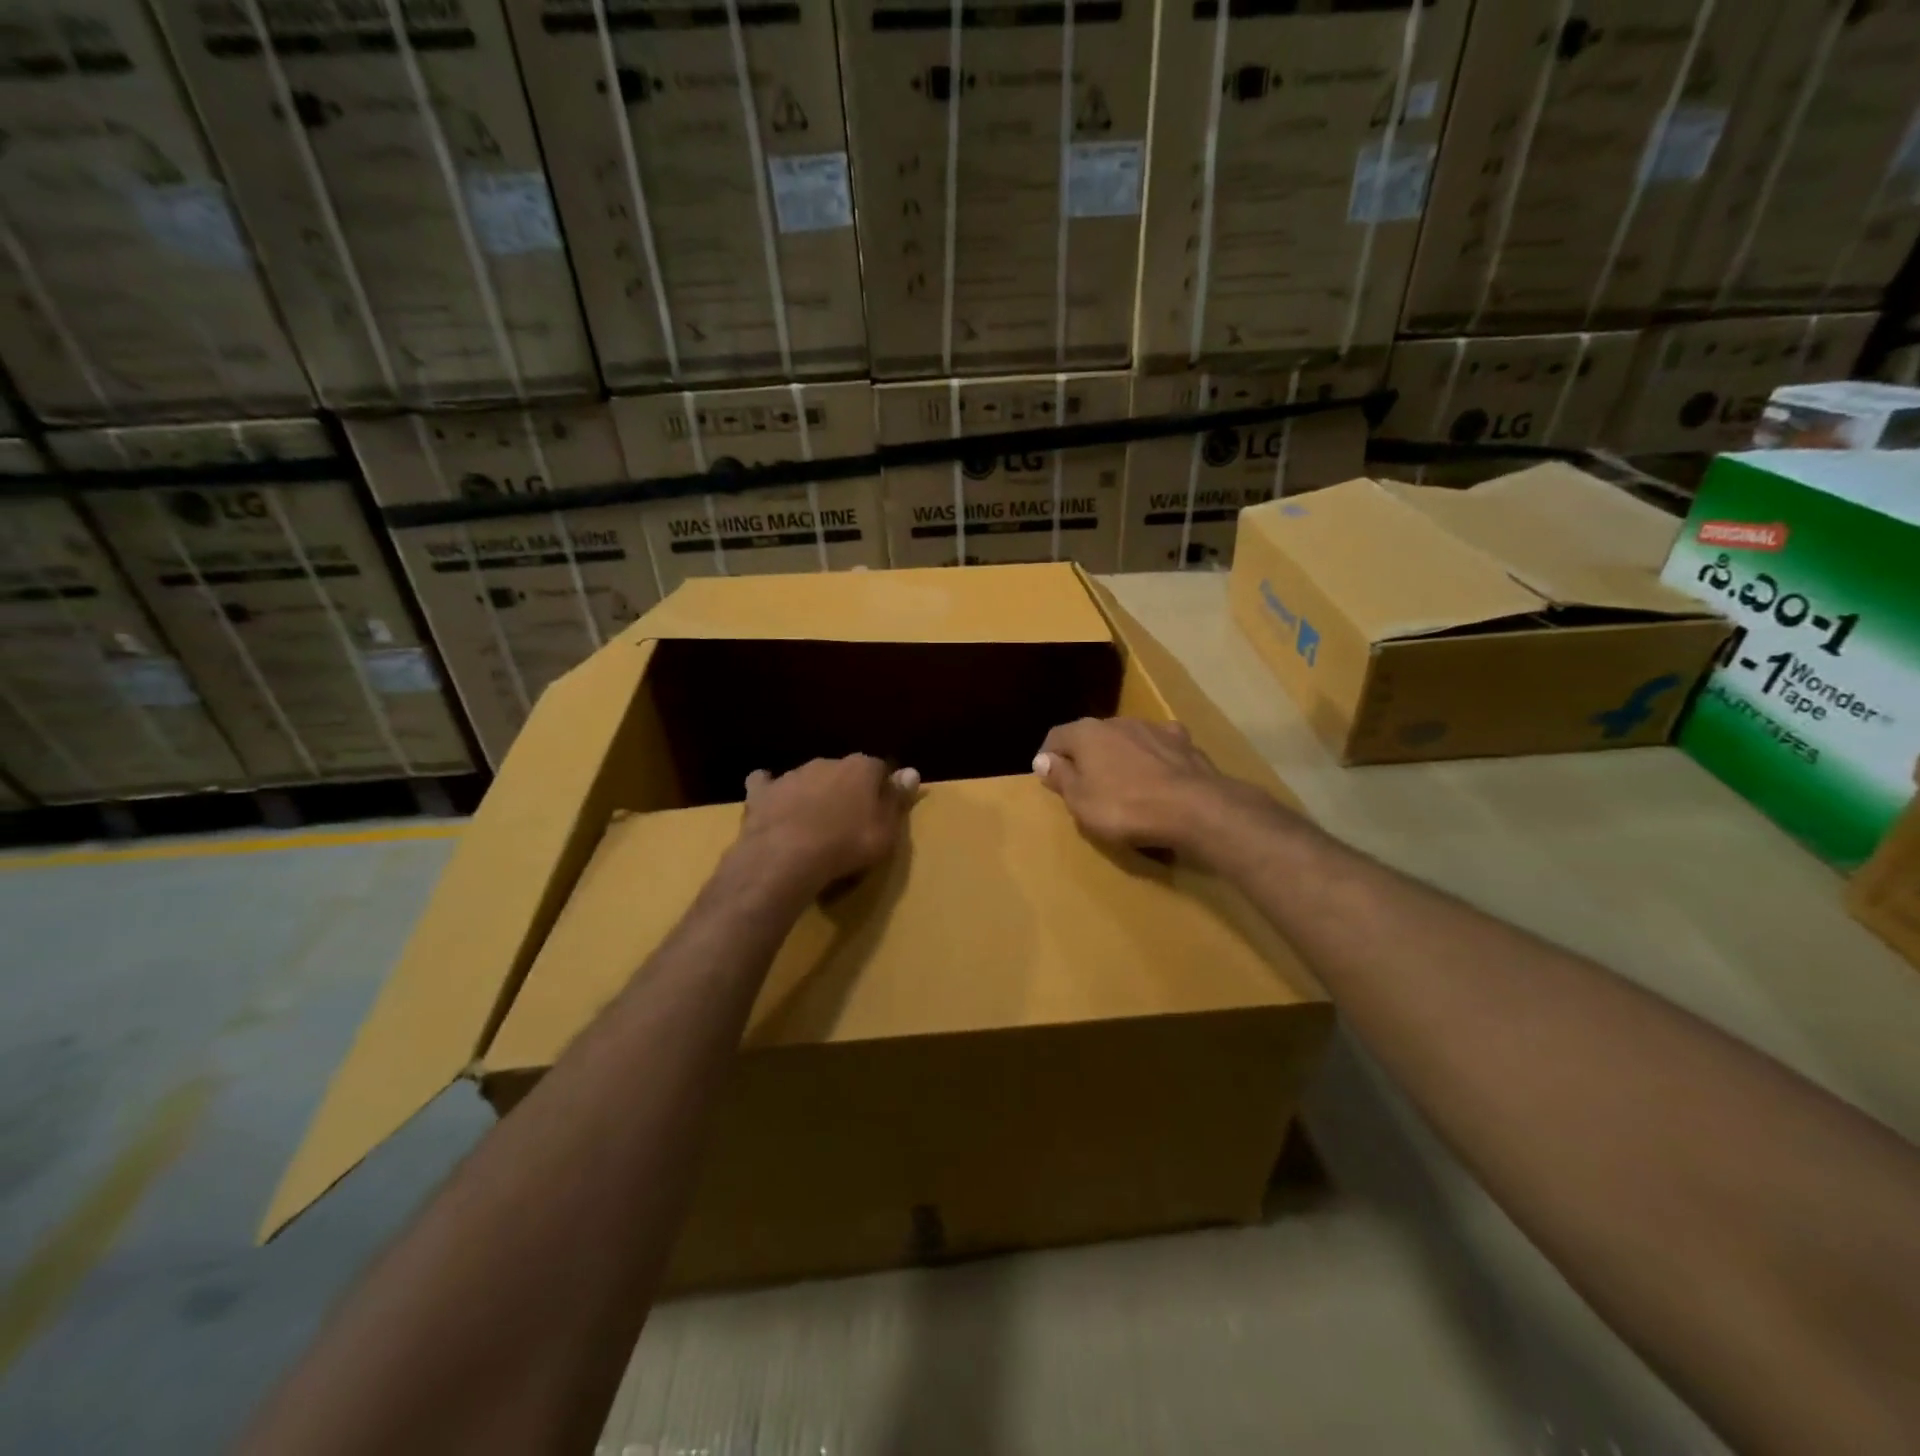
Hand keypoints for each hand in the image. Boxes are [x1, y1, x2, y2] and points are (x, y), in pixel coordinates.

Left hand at [731, 755, 918, 898]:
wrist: (786, 857)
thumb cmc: (846, 845)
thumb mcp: (886, 831)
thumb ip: (897, 799)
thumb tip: (911, 772)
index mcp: (861, 768)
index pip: (879, 769)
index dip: (881, 789)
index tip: (881, 812)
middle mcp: (827, 762)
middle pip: (843, 772)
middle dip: (846, 789)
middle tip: (848, 821)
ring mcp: (792, 775)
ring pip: (809, 778)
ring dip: (813, 793)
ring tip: (813, 824)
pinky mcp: (763, 792)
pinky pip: (766, 784)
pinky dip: (771, 792)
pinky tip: (772, 804)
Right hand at [1033, 718, 1275, 859]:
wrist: (1194, 808)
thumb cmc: (1125, 808)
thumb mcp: (1081, 802)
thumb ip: (1061, 778)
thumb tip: (1043, 759)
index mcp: (1086, 733)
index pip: (1056, 737)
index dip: (1048, 758)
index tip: (1048, 779)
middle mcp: (1118, 721)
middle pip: (1092, 736)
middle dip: (1086, 756)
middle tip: (1085, 786)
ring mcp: (1154, 728)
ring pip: (1126, 739)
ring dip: (1120, 756)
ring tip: (1124, 784)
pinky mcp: (1184, 742)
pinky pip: (1158, 749)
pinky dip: (1153, 760)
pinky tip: (1158, 778)